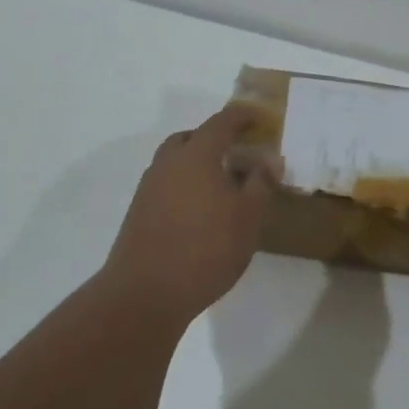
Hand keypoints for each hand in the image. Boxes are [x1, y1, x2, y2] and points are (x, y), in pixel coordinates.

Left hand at [101, 107, 279, 323]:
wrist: (146, 292)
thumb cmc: (207, 249)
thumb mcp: (248, 217)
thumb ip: (261, 183)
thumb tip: (270, 158)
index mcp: (196, 155)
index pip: (221, 122)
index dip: (242, 116)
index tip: (260, 118)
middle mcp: (168, 163)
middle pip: (191, 138)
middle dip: (215, 138)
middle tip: (238, 151)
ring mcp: (149, 187)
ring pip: (175, 162)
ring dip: (197, 162)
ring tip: (222, 183)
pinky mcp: (139, 212)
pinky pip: (167, 184)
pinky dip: (185, 184)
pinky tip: (201, 210)